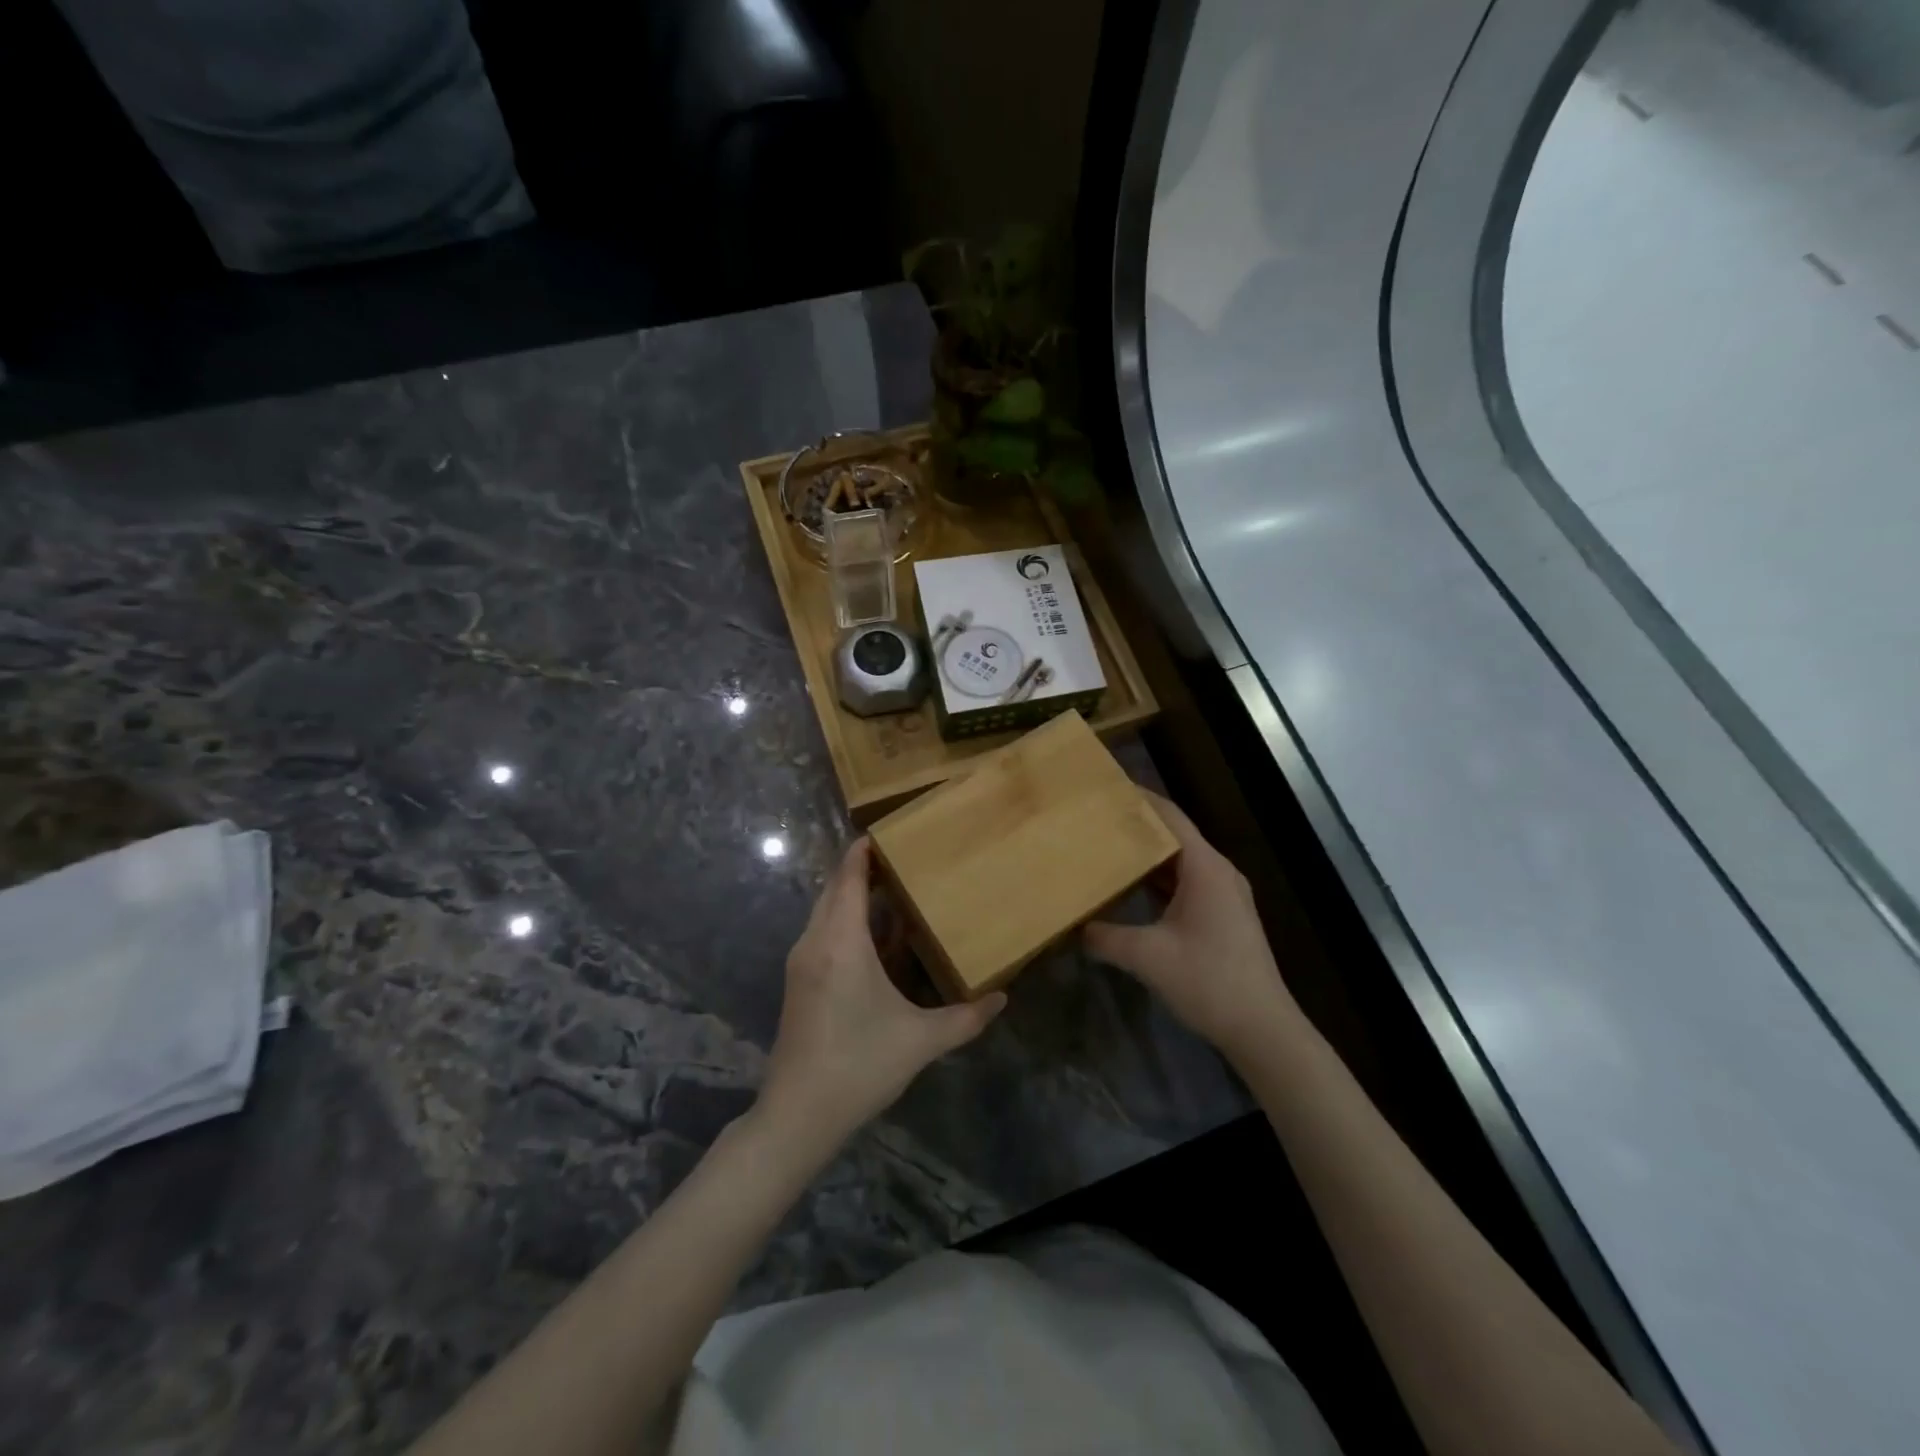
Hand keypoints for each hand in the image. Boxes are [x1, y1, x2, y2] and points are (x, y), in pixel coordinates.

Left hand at [757, 839, 1004, 1153]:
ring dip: (852, 896)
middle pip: (834, 889)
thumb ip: (966, 1017)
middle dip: (862, 869)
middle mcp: (815, 942)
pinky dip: (844, 920)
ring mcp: (801, 962)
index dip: (863, 851)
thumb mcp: (921, 1041)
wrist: (797, 1114)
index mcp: (841, 943)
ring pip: (825, 911)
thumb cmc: (860, 1065)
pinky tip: (873, 938)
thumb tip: (1003, 997)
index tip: (886, 831)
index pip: (849, 878)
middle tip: (900, 858)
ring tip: (891, 891)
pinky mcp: (797, 981)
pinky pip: (822, 932)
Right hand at [1084, 793, 1302, 1061]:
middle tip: (1096, 819)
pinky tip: (1131, 889)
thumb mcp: (1147, 957)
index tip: (1106, 787)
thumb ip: (1104, 937)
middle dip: (1137, 826)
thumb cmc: (1208, 981)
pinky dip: (1159, 880)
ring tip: (1106, 848)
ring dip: (1147, 856)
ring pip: (1180, 862)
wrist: (1262, 1029)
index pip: (1170, 817)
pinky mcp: (1223, 916)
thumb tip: (1072, 926)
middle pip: (1174, 836)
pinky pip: (1186, 883)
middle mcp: (1218, 872)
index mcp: (1205, 868)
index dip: (1140, 798)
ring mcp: (1224, 895)